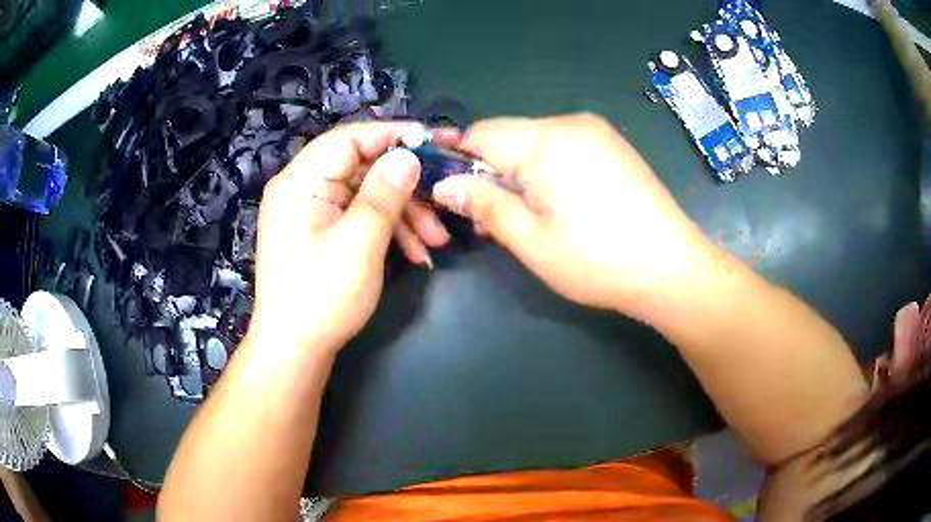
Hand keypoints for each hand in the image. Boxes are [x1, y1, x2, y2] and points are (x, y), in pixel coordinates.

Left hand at [247, 122, 446, 355]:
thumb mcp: (359, 243)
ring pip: (365, 194)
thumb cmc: (321, 298)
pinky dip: (388, 229)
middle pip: (361, 167)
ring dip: (403, 213)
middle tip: (443, 203)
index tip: (435, 141)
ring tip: (436, 241)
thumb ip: (385, 193)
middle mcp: (302, 189)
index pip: (349, 139)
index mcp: (300, 182)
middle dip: (405, 187)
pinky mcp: (321, 232)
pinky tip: (416, 252)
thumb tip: (408, 155)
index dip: (393, 135)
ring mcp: (311, 212)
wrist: (294, 351)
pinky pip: (358, 216)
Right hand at [431, 114, 718, 317]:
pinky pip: (564, 150)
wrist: (672, 268)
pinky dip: (547, 174)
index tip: (448, 193)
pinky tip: (558, 207)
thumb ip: (483, 204)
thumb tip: (444, 185)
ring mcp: (597, 133)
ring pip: (535, 145)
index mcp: (546, 140)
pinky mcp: (613, 148)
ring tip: (525, 219)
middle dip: (490, 173)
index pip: (480, 134)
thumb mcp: (530, 239)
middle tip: (490, 220)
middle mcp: (571, 124)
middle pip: (508, 138)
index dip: (457, 160)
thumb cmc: (597, 260)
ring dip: (518, 176)